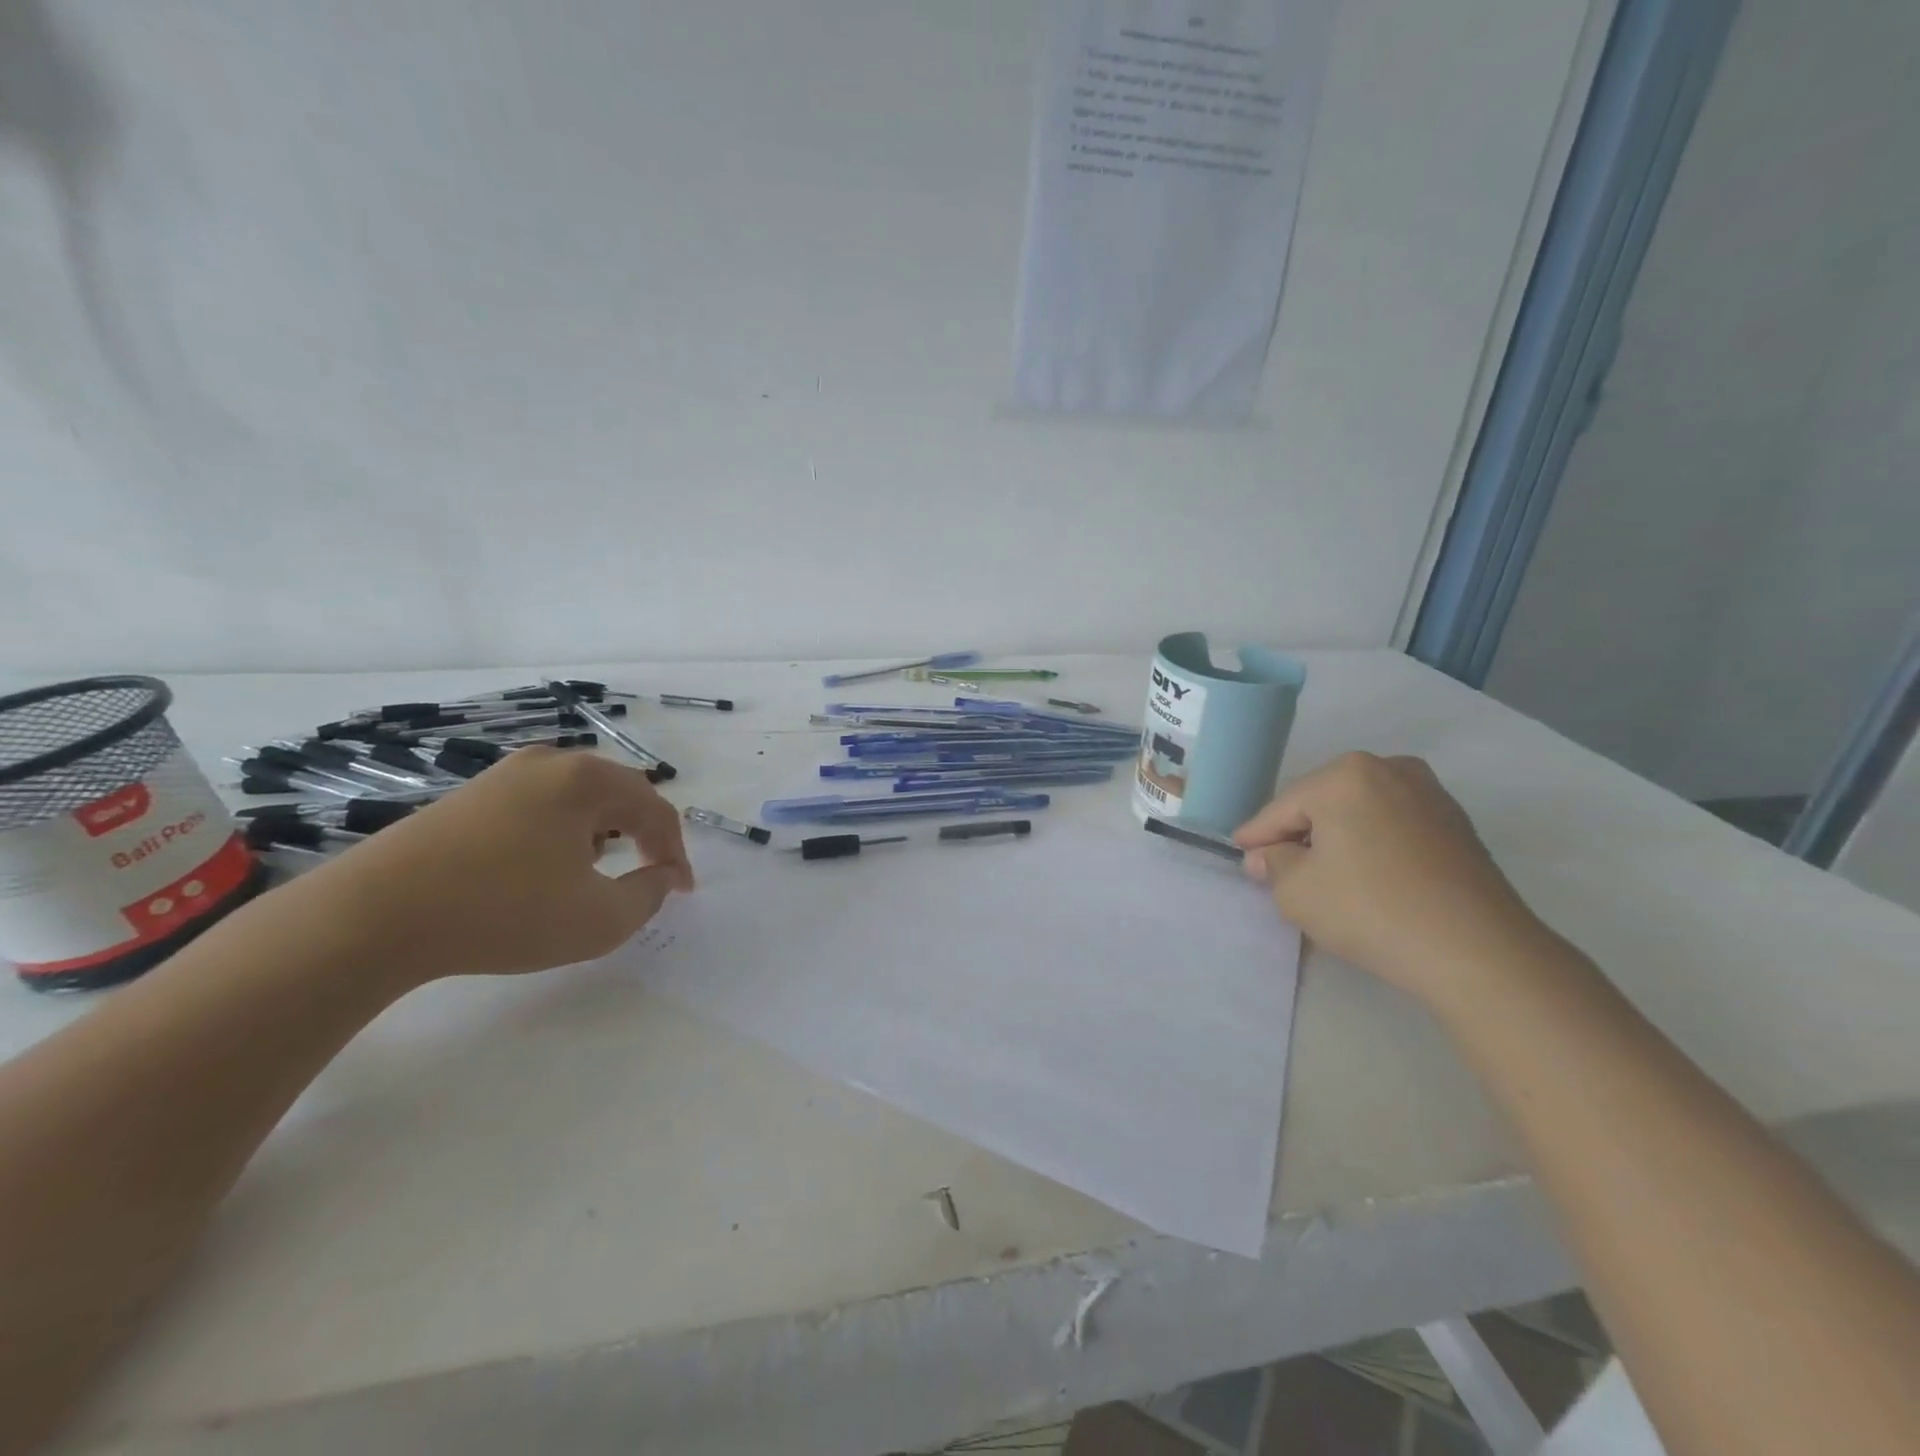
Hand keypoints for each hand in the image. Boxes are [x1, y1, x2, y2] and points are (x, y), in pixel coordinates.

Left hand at [295, 747, 693, 985]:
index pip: (656, 810)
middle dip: (643, 833)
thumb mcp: (599, 920)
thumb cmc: (503, 913)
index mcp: (588, 780)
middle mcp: (551, 762)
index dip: (677, 852)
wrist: (373, 916)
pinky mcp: (471, 795)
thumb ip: (649, 896)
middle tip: (651, 872)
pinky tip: (547, 865)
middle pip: (621, 793)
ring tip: (601, 869)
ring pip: (580, 796)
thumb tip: (660, 876)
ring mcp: (505, 774)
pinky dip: (563, 830)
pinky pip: (542, 803)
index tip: (682, 890)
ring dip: (604, 829)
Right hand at [1234, 752, 1542, 1001]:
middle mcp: (1389, 769)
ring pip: (1360, 813)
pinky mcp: (1456, 824)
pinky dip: (1372, 845)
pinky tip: (1367, 878)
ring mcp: (1430, 793)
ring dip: (1337, 839)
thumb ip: (1273, 864)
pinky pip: (1393, 826)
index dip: (1256, 835)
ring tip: (1323, 876)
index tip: (1240, 853)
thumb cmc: (1372, 910)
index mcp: (1345, 775)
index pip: (1283, 808)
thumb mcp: (1296, 891)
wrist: (1478, 951)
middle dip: (1298, 834)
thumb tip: (1270, 855)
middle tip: (1279, 868)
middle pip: (1322, 804)